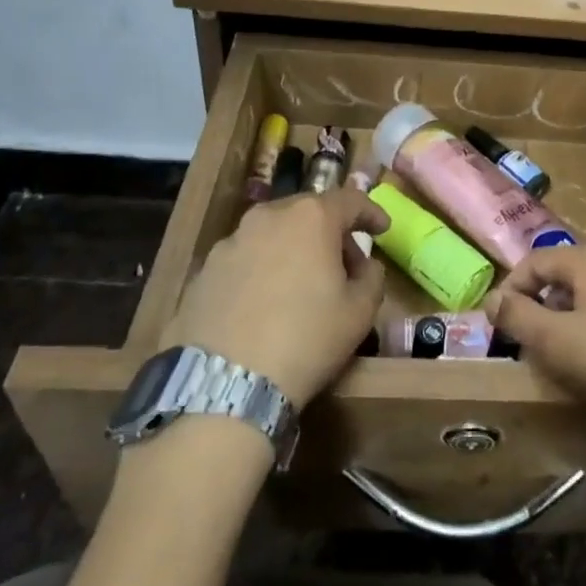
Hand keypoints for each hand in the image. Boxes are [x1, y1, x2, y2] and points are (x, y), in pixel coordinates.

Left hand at [161, 187, 388, 405]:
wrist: (226, 384)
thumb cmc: (307, 339)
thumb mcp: (361, 312)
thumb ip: (372, 276)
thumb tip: (364, 266)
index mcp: (310, 218)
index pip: (350, 200)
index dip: (371, 212)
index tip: (382, 229)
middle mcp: (267, 217)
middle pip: (308, 212)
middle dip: (330, 232)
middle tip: (344, 263)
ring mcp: (230, 242)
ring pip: (273, 234)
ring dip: (293, 249)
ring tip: (301, 284)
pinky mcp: (203, 271)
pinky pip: (245, 260)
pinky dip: (262, 270)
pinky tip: (265, 304)